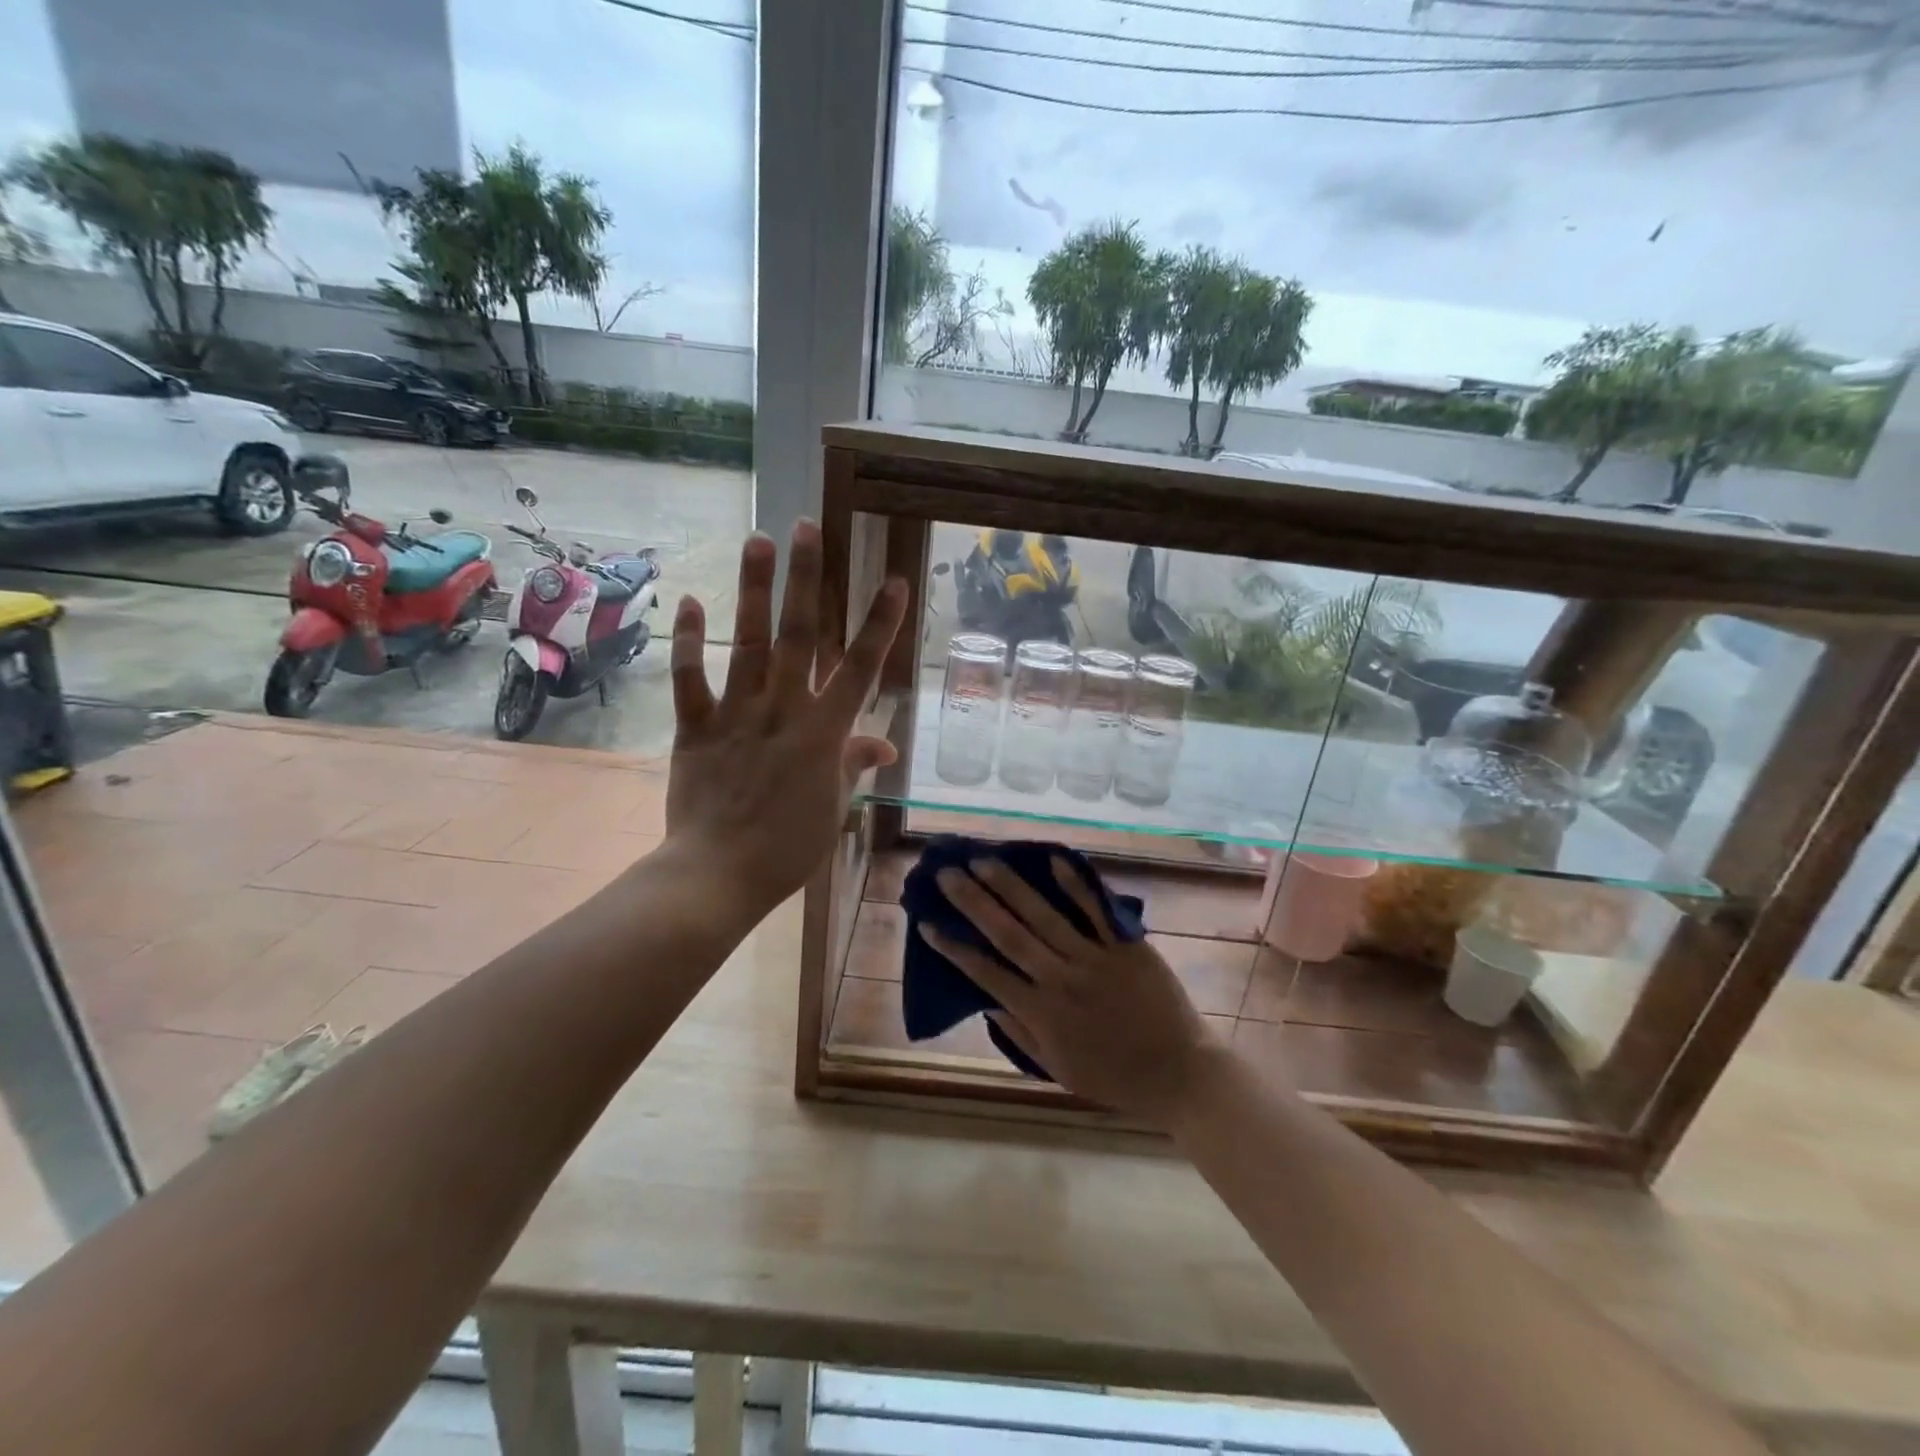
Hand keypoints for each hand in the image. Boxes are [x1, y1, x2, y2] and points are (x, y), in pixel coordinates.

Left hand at [664, 521, 905, 914]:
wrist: (719, 876)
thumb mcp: (834, 809)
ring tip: (757, 539)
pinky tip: (690, 601)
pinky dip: (689, 641)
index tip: (894, 581)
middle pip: (800, 635)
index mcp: (824, 733)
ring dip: (753, 589)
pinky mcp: (696, 727)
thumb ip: (854, 766)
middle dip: (808, 579)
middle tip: (807, 526)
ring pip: (748, 642)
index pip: (860, 668)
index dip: (880, 624)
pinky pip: (691, 679)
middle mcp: (783, 710)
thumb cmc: (788, 849)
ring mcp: (737, 715)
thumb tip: (884, 745)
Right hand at [922, 856, 1220, 1128]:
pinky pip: (1096, 911)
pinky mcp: (1126, 945)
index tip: (927, 923)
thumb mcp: (1059, 1069)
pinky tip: (1053, 860)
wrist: (1181, 1074)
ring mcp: (1096, 958)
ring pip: (1045, 916)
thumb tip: (986, 1001)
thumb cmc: (1116, 1078)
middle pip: (1009, 934)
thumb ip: (1021, 1034)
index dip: (955, 948)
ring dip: (1011, 886)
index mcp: (1042, 1013)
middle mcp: (1061, 979)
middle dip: (974, 902)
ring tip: (984, 860)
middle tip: (947, 873)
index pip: (987, 974)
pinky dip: (1075, 885)